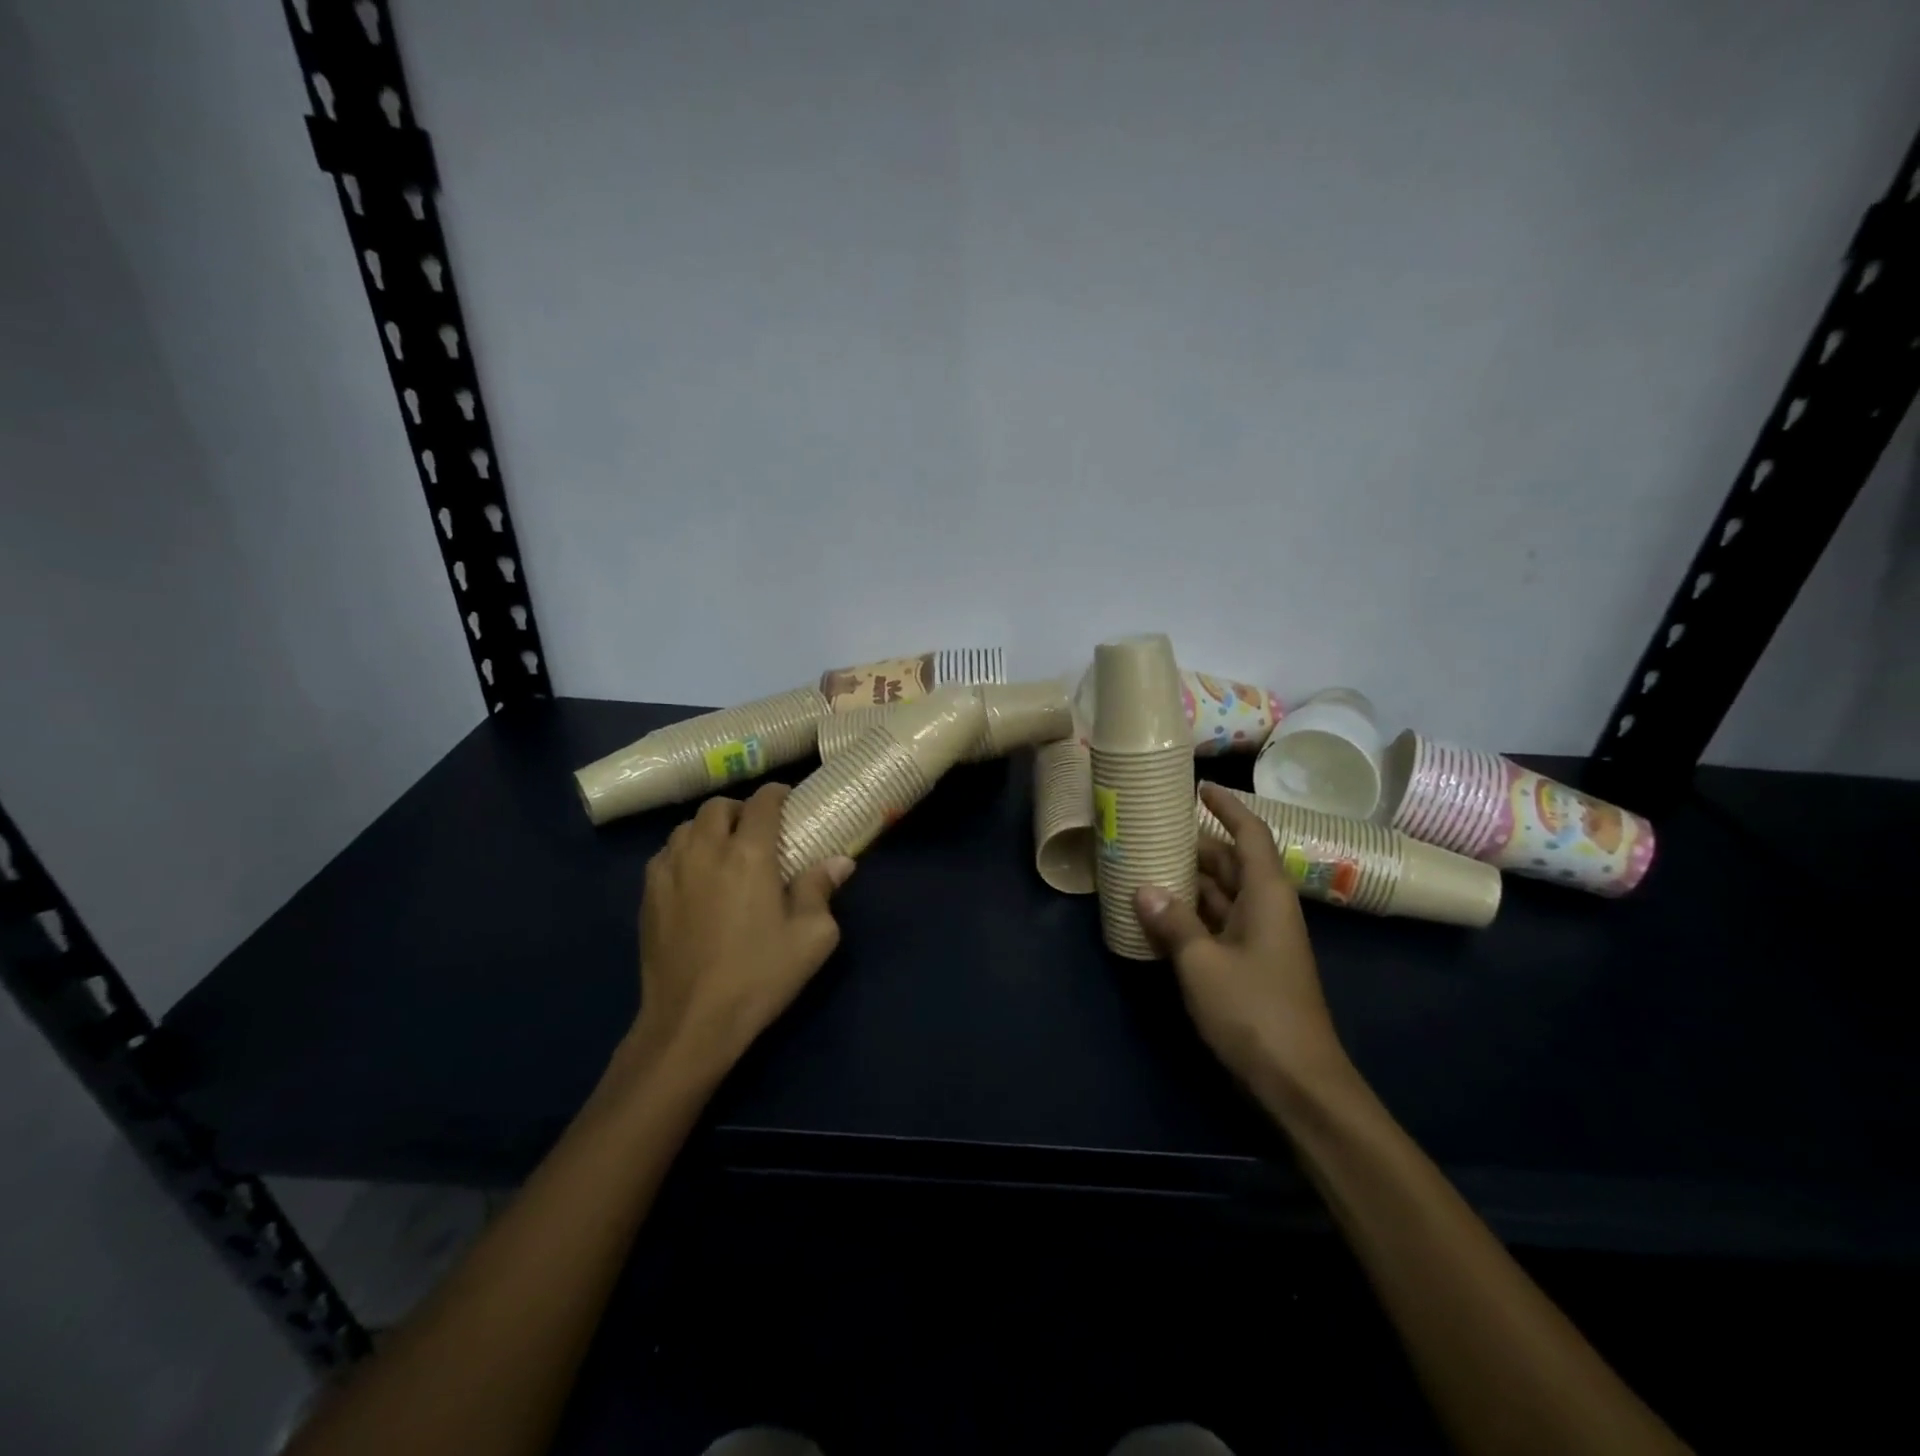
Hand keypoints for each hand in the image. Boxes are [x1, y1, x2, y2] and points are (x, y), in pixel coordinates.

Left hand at [629, 783, 854, 1081]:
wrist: (691, 1022)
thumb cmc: (760, 976)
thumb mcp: (812, 937)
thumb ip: (822, 890)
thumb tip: (839, 862)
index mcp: (749, 854)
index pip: (762, 803)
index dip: (777, 794)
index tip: (788, 800)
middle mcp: (705, 850)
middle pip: (718, 807)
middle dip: (740, 809)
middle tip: (757, 829)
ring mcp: (670, 871)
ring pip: (686, 827)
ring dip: (708, 829)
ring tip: (723, 850)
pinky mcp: (648, 895)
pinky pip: (665, 854)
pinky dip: (683, 852)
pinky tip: (695, 877)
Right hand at [1134, 783, 1351, 1108]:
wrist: (1299, 1082)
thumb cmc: (1255, 1011)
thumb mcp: (1203, 964)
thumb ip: (1173, 922)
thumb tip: (1143, 889)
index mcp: (1266, 896)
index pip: (1249, 835)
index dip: (1227, 807)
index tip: (1199, 787)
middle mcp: (1266, 909)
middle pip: (1232, 863)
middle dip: (1196, 845)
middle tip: (1153, 829)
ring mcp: (1260, 939)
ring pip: (1222, 894)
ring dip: (1190, 881)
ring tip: (1147, 864)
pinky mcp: (1250, 965)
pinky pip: (1218, 924)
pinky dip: (1191, 914)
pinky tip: (1159, 915)